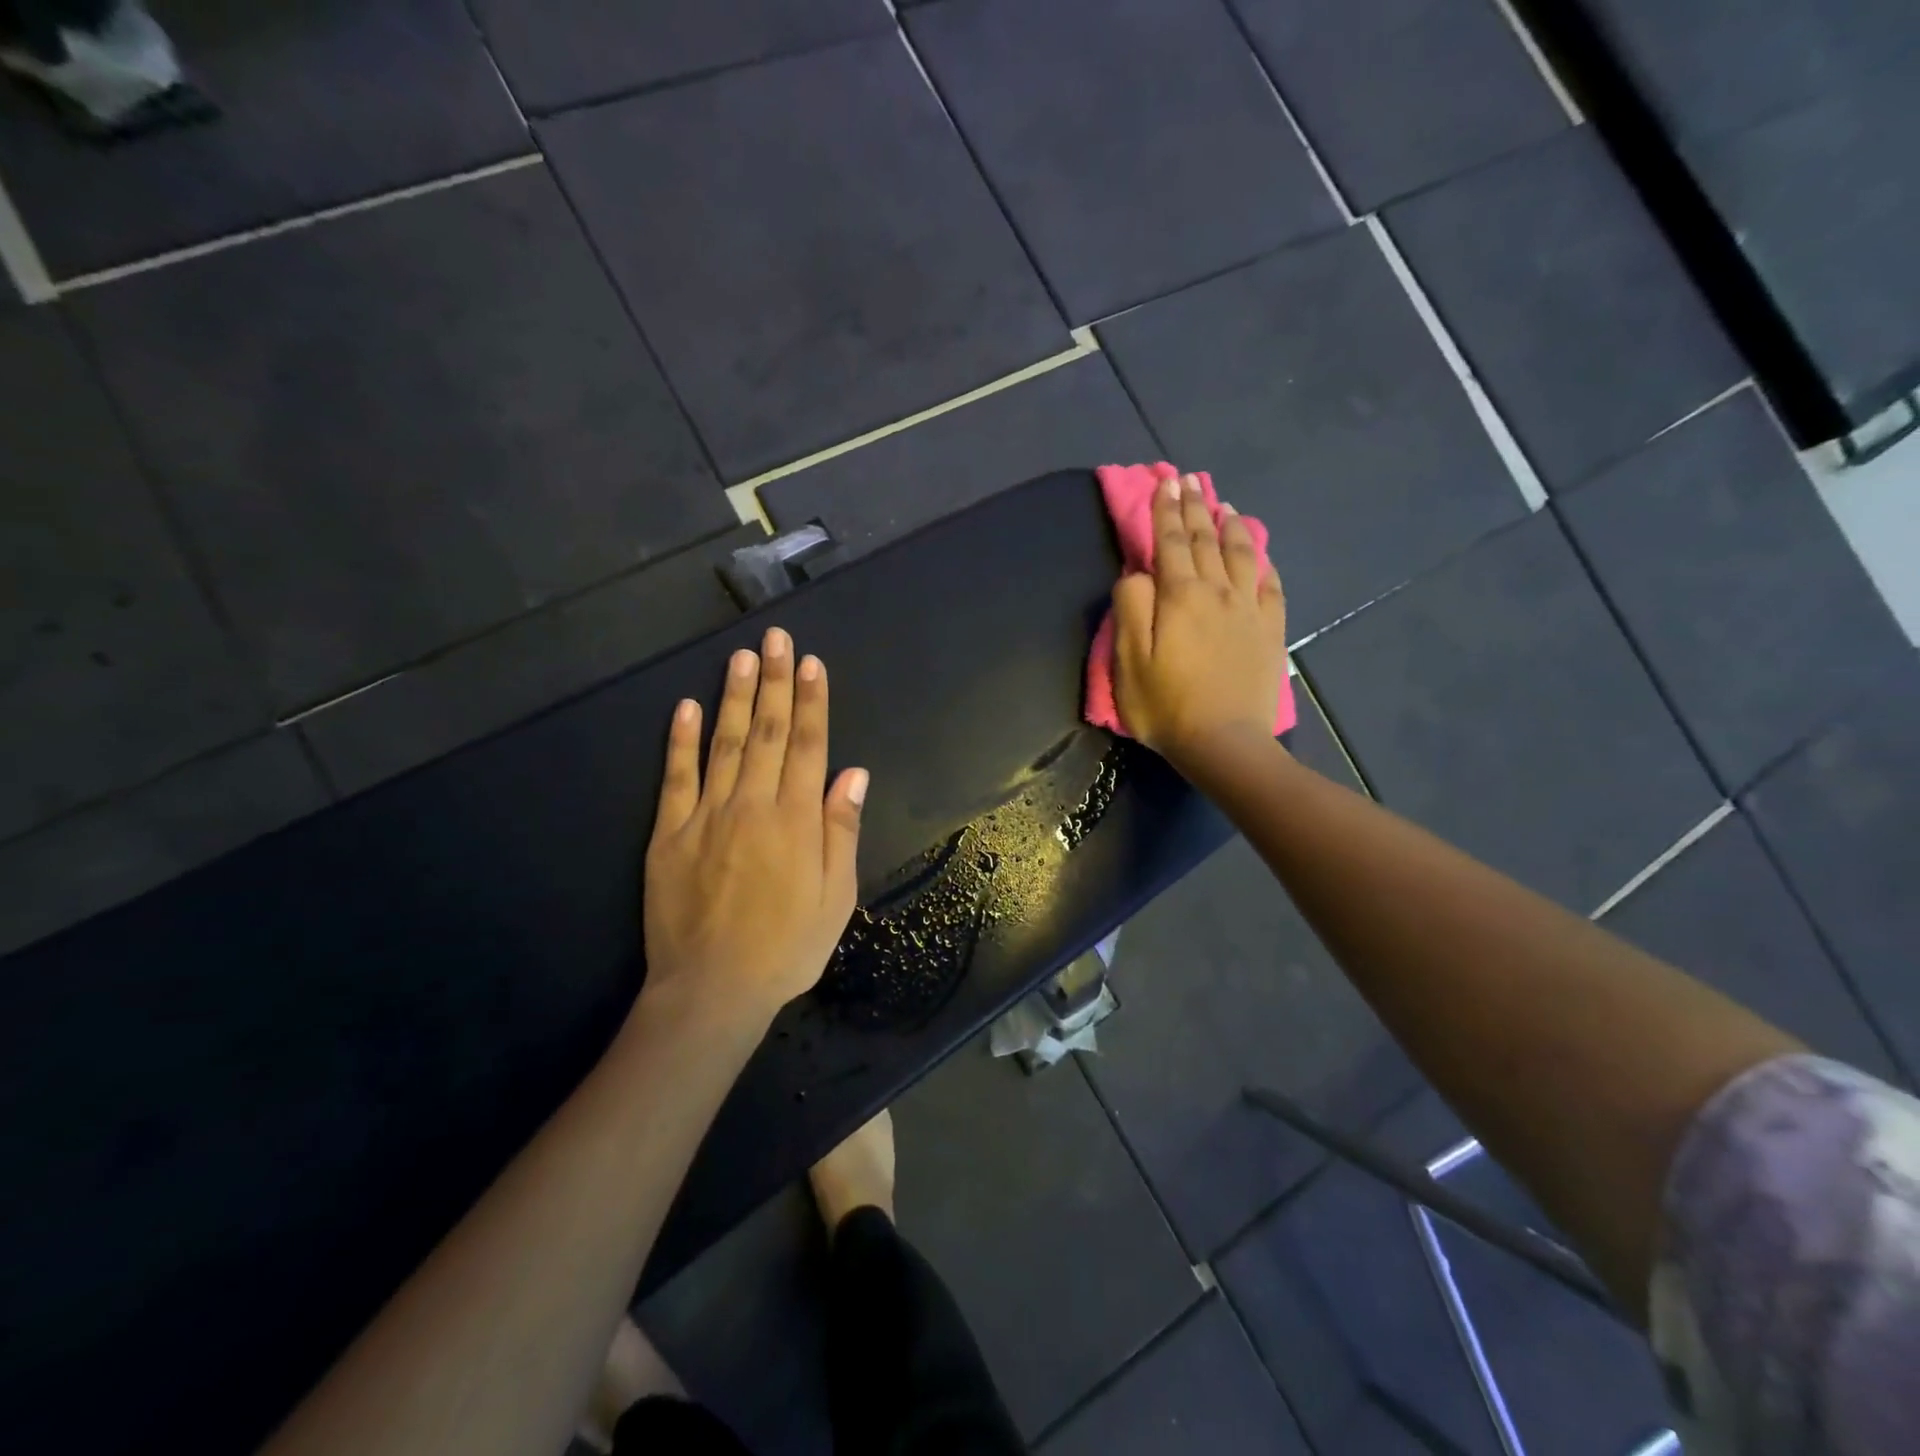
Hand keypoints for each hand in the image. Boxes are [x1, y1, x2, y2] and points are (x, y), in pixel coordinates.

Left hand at [643, 628, 867, 1024]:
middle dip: (773, 681)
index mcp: (796, 819)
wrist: (713, 988)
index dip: (811, 701)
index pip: (808, 745)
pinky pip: (675, 778)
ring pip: (725, 743)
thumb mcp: (835, 896)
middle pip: (768, 732)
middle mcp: (753, 804)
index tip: (810, 663)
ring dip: (734, 697)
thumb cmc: (787, 946)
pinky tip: (685, 707)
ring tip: (740, 657)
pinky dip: (680, 741)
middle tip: (775, 638)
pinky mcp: (669, 834)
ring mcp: (707, 815)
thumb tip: (852, 773)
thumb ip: (841, 830)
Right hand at [1111, 473, 1286, 766]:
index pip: (1170, 541)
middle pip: (1206, 540)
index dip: (1165, 510)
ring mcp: (1249, 610)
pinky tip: (1260, 553)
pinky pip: (1271, 585)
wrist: (1224, 743)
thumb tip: (1138, 573)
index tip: (1164, 482)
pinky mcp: (1270, 631)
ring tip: (1224, 505)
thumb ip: (1131, 608)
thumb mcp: (1129, 660)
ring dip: (1230, 525)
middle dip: (1195, 507)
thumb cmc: (1166, 705)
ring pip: (1242, 554)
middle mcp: (1218, 592)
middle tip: (1190, 480)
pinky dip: (1264, 562)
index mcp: (1180, 595)